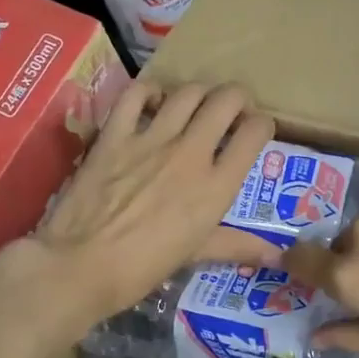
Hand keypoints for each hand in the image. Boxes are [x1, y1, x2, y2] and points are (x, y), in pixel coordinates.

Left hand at [27, 81, 281, 337]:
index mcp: (216, 186)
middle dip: (237, 98)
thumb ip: (237, 246)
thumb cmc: (143, 267)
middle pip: (227, 100)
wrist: (81, 265)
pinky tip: (152, 101)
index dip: (262, 125)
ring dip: (199, 93)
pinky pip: (136, 94)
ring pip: (188, 92)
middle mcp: (191, 153)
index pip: (254, 133)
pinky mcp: (114, 134)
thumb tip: (276, 256)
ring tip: (196, 105)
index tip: (255, 131)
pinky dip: (149, 90)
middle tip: (231, 110)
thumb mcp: (195, 254)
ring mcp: (151, 139)